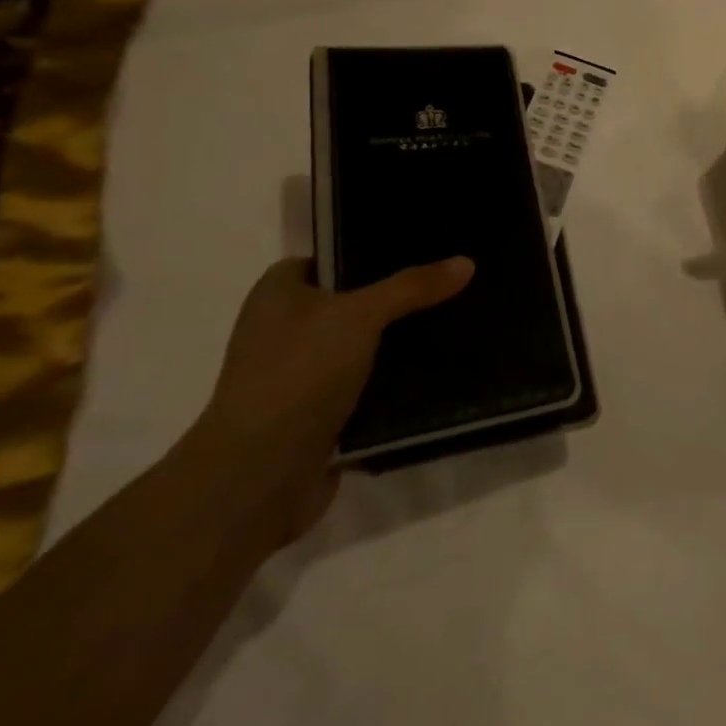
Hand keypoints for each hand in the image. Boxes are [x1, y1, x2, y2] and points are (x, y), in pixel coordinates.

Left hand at [191, 256, 474, 542]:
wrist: (259, 476)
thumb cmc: (299, 374)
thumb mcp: (362, 315)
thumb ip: (412, 286)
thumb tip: (466, 263)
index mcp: (277, 294)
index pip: (329, 258)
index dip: (370, 252)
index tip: (421, 249)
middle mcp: (281, 330)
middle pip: (350, 301)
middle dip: (394, 298)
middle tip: (446, 285)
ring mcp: (297, 375)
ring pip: (360, 345)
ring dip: (396, 343)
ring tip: (451, 323)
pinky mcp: (315, 414)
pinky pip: (364, 385)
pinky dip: (392, 381)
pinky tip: (434, 371)